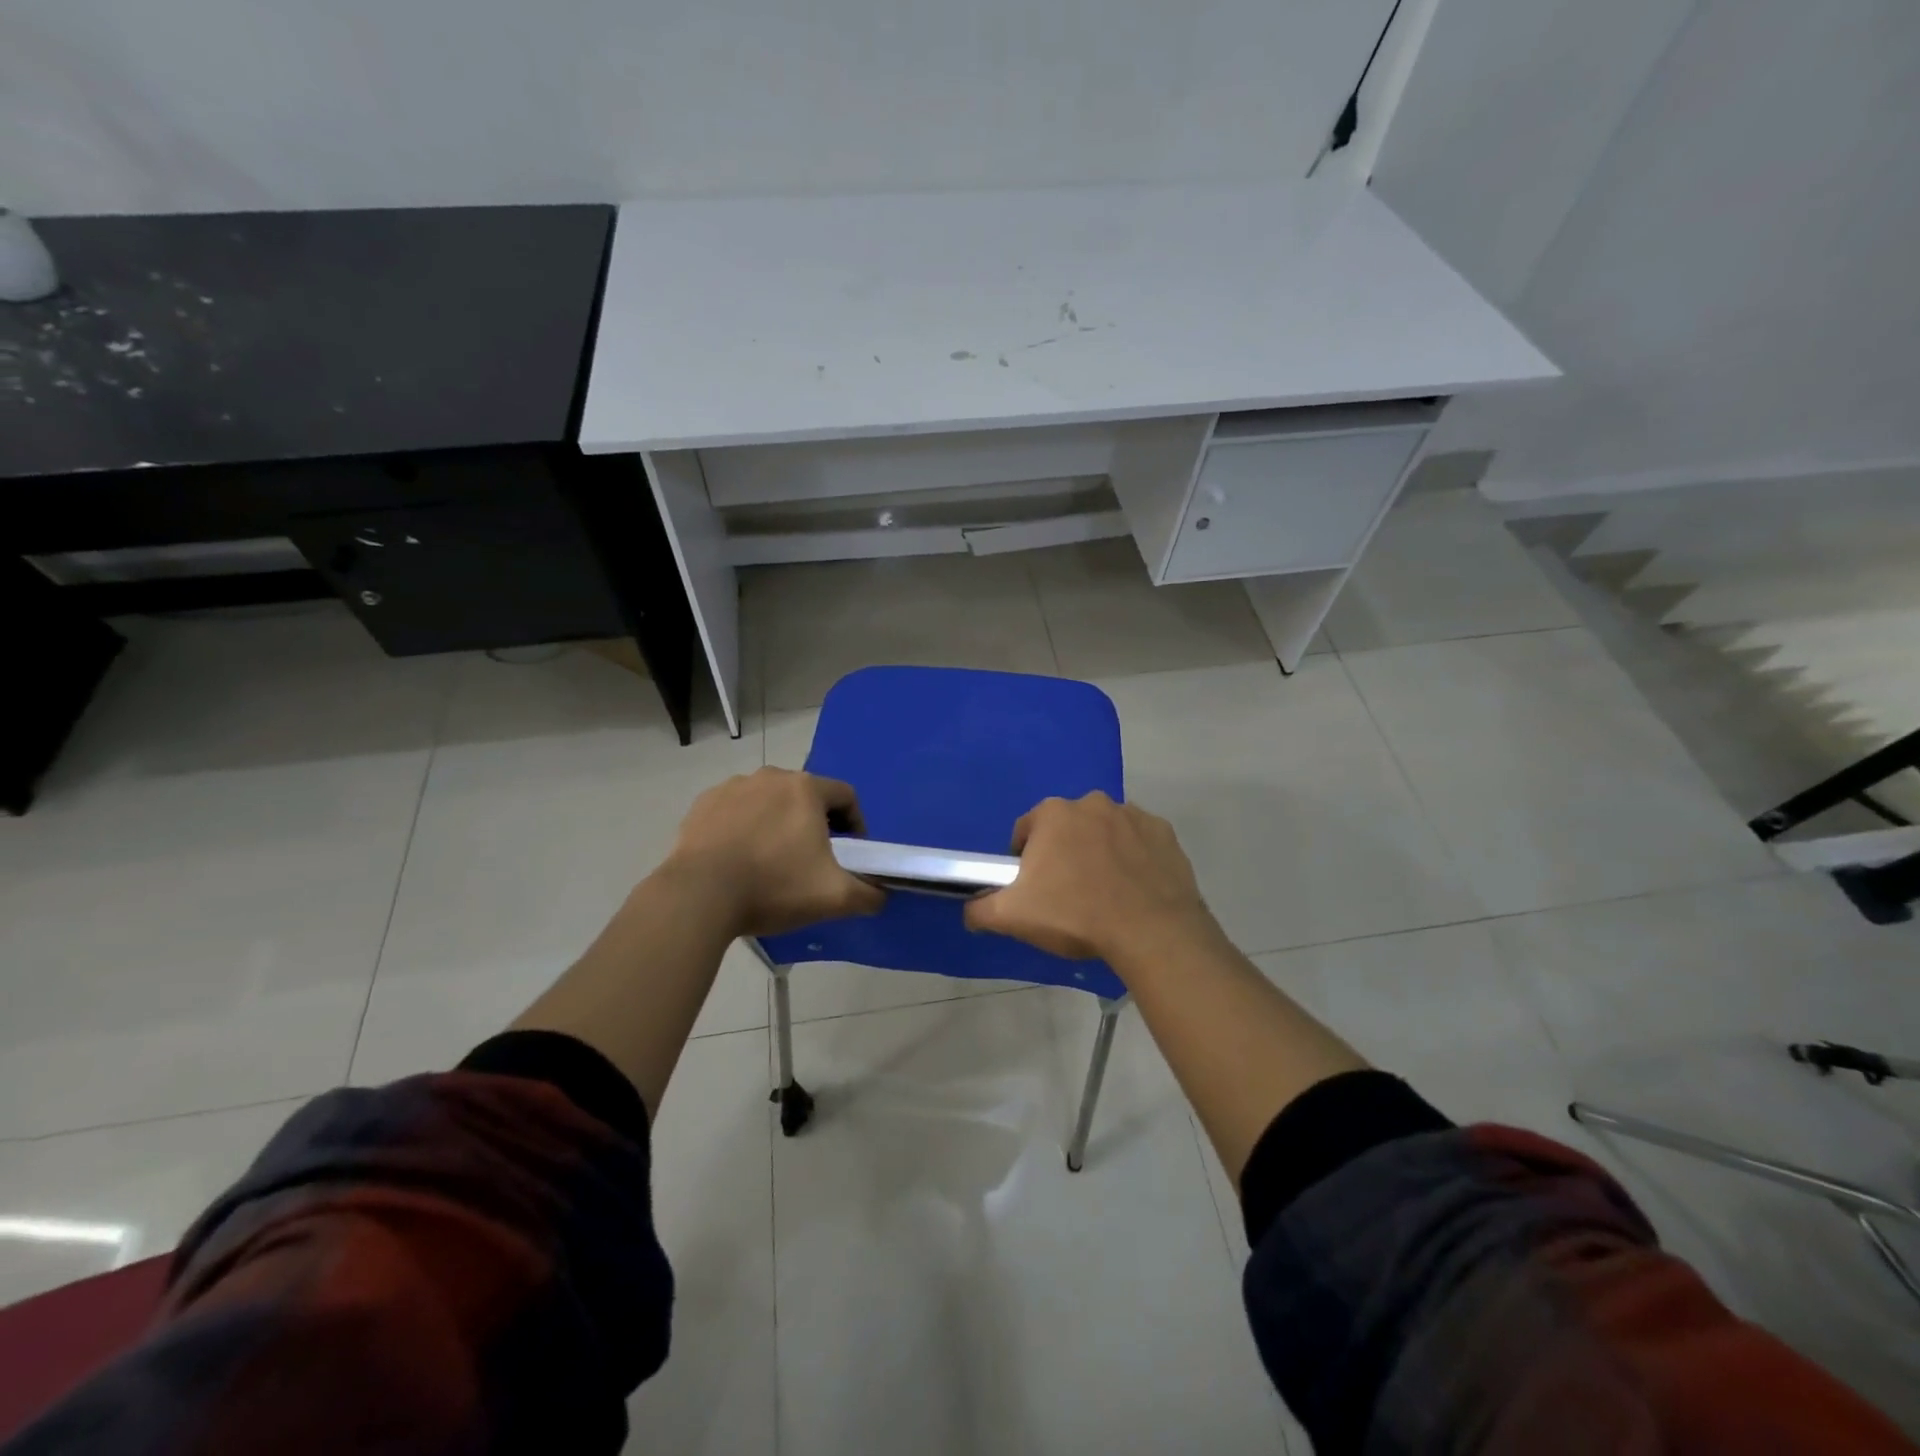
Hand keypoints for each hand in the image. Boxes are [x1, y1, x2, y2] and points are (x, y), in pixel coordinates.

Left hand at [664, 767, 885, 936]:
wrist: (699, 896)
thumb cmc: (774, 887)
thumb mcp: (834, 897)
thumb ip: (869, 894)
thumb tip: (881, 895)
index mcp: (806, 789)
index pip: (846, 796)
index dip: (856, 823)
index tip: (851, 852)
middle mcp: (771, 777)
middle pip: (806, 796)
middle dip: (816, 823)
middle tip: (813, 859)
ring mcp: (732, 787)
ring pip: (769, 801)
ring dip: (778, 823)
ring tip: (772, 860)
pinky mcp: (703, 804)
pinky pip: (735, 811)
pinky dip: (743, 828)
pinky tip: (739, 858)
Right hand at [963, 792, 1216, 965]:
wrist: (1150, 931)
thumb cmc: (1075, 915)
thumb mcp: (1013, 917)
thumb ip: (981, 908)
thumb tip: (970, 909)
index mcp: (1053, 814)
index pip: (1026, 831)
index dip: (1024, 860)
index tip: (1033, 888)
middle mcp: (1092, 803)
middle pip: (1066, 828)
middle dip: (1064, 853)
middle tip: (1068, 894)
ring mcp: (1132, 814)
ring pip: (1104, 832)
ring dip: (1100, 852)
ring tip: (1104, 894)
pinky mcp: (1164, 833)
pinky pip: (1140, 842)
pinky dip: (1134, 858)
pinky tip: (1134, 888)